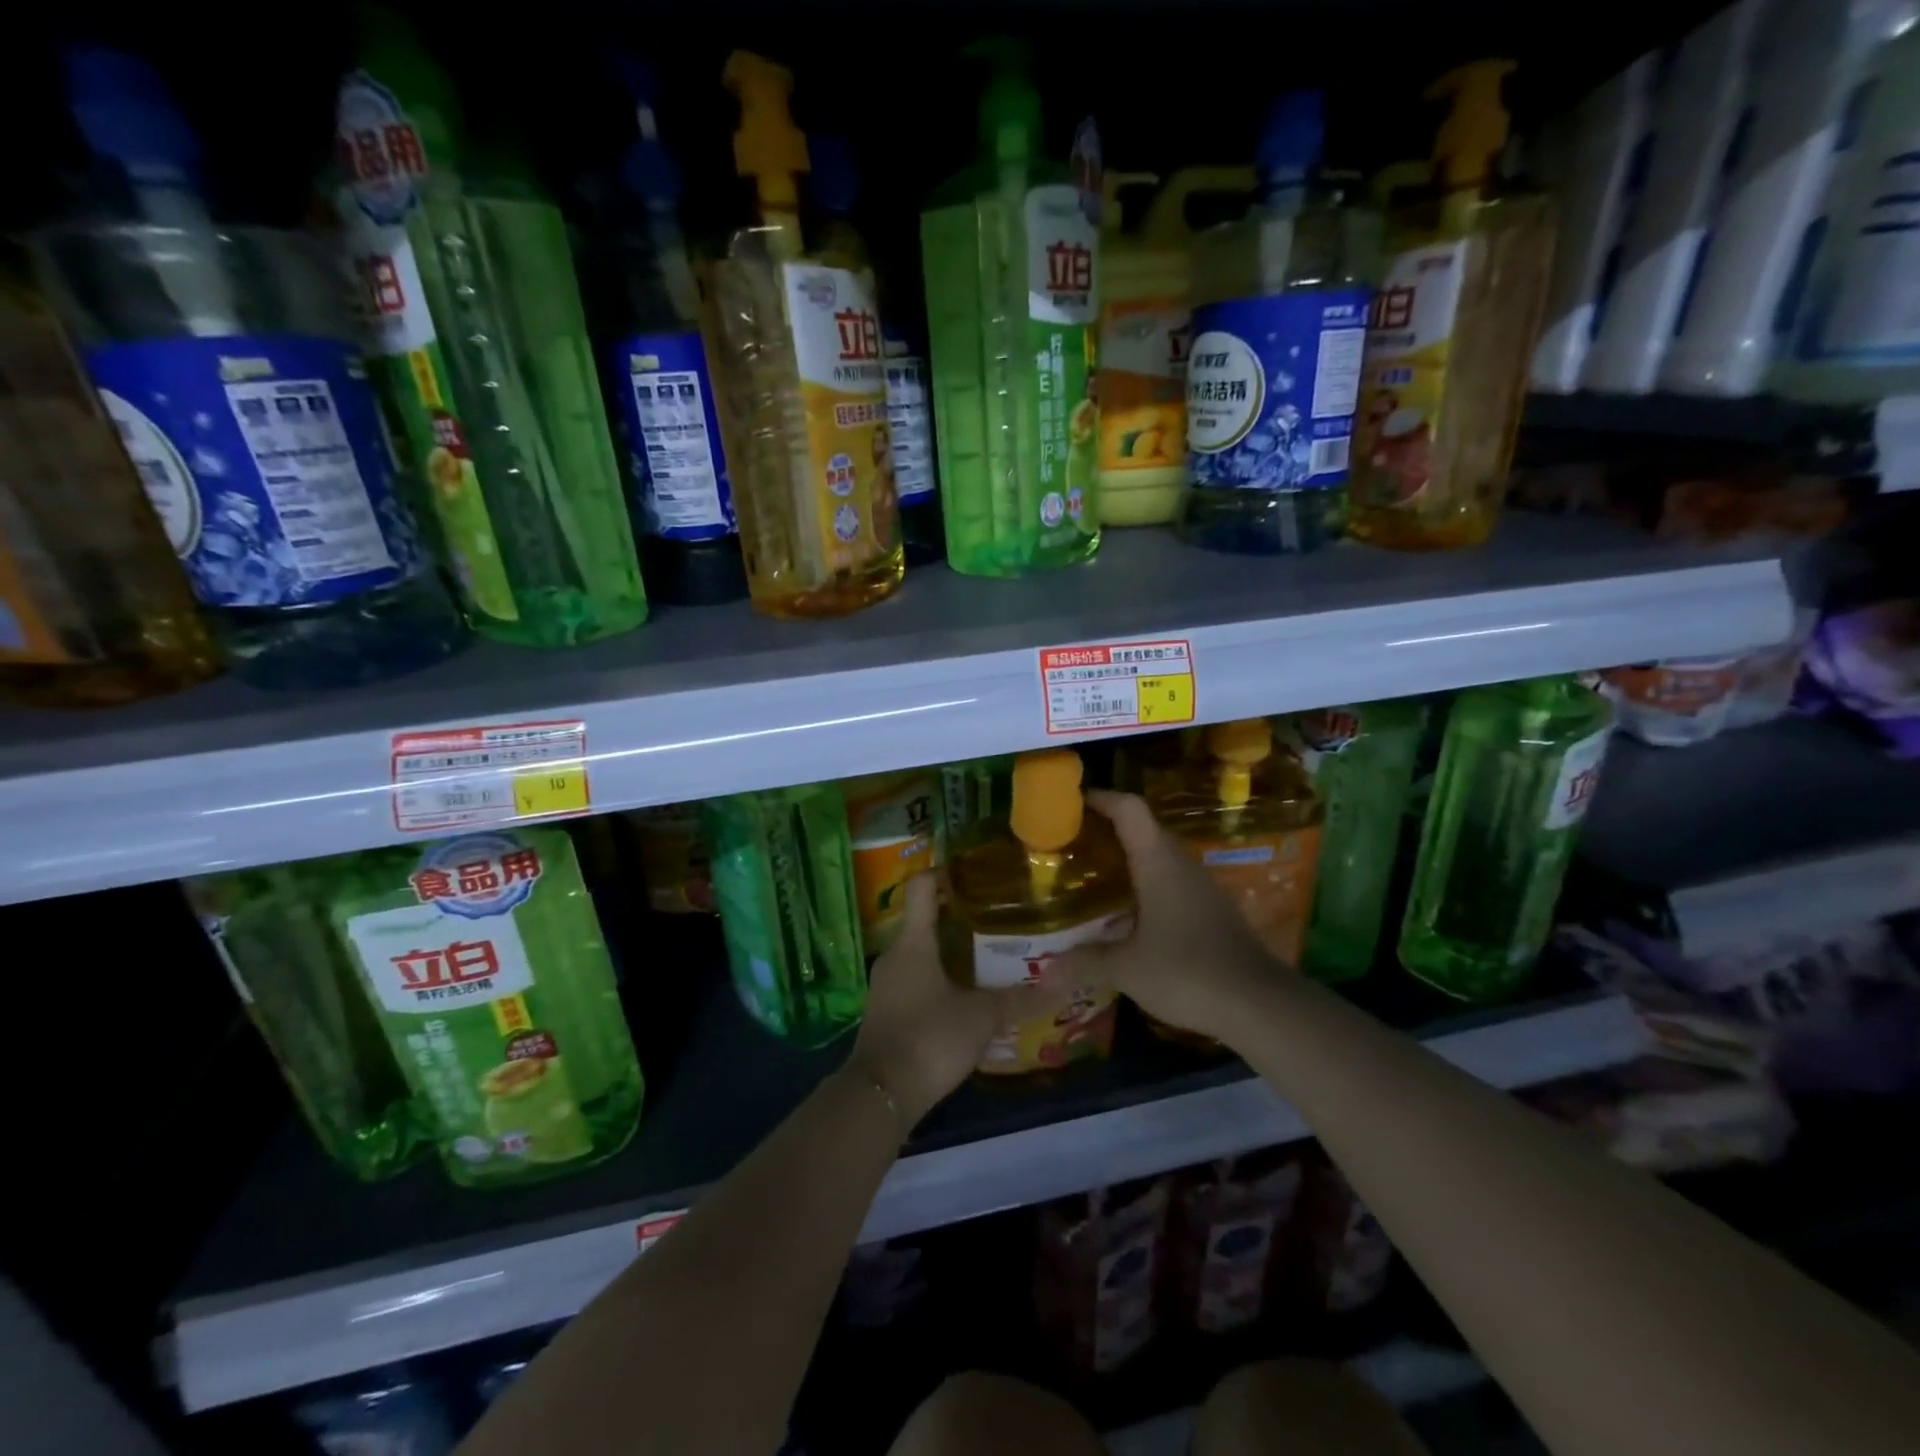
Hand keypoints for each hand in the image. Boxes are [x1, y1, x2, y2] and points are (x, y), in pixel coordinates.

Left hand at [847, 873, 1069, 1127]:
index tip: (973, 869)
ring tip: (987, 952)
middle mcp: (894, 955)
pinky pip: (914, 978)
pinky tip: (964, 992)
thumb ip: (1019, 999)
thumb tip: (1060, 984)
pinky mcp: (886, 1010)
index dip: (944, 871)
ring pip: (920, 951)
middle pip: (923, 918)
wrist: (881, 1094)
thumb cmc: (930, 1038)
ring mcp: (886, 983)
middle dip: (957, 913)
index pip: (921, 886)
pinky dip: (938, 976)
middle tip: (995, 913)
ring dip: (948, 948)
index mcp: (913, 942)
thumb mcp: (982, 1017)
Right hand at [1055, 790, 1282, 1043]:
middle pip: (1144, 829)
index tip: (1073, 800)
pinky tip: (1131, 913)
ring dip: (1130, 858)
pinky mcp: (1214, 909)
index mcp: (1158, 862)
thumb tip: (1046, 971)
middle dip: (1109, 829)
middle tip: (1075, 844)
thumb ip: (1086, 962)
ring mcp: (1202, 886)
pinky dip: (1148, 884)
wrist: (1260, 1004)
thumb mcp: (1127, 969)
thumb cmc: (1187, 971)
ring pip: (1161, 856)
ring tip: (1096, 876)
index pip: (1130, 809)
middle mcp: (1181, 864)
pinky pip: (1174, 881)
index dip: (1102, 797)